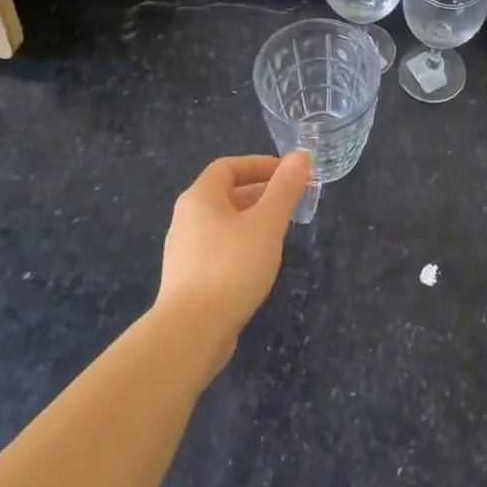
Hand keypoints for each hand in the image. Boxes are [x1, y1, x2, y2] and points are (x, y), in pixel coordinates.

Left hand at [154, 152, 309, 376]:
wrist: (192, 331)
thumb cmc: (231, 267)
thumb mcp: (266, 223)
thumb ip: (285, 188)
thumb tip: (301, 155)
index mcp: (199, 198)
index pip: (228, 166)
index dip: (260, 164)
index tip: (290, 174)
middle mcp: (186, 219)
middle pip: (226, 193)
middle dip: (262, 192)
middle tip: (294, 201)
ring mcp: (185, 251)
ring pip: (224, 223)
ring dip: (254, 219)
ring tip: (283, 229)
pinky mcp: (190, 279)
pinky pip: (220, 248)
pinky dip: (243, 243)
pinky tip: (262, 261)